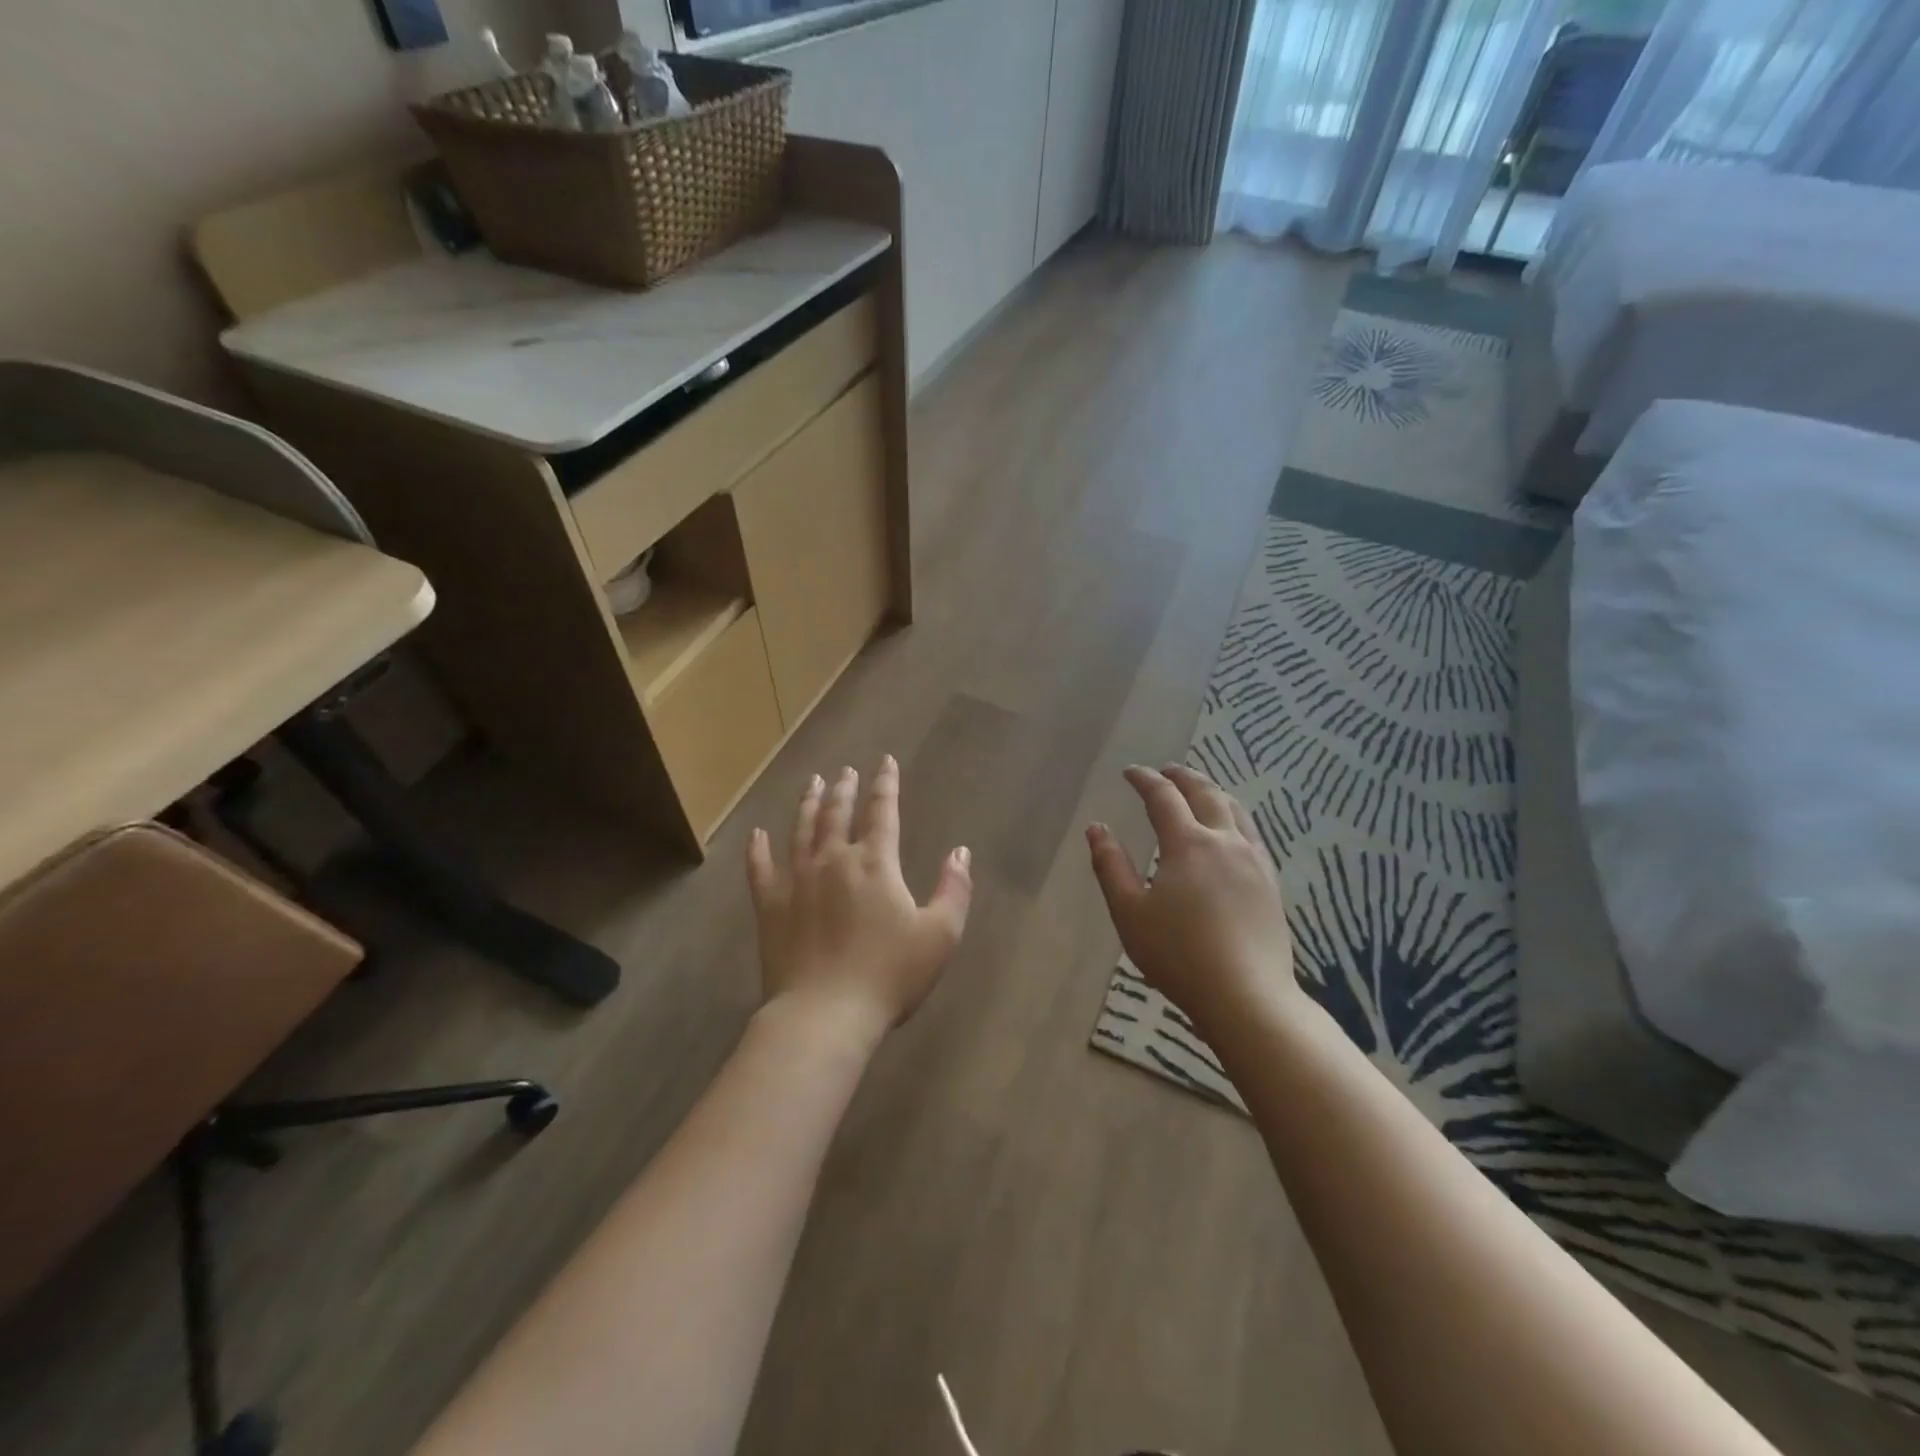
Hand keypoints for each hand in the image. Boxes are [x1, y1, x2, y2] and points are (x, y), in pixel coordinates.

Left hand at [747, 756, 972, 1042]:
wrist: (824, 1014)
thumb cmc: (889, 975)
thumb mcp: (940, 935)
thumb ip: (954, 889)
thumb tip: (960, 851)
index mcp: (875, 863)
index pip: (882, 811)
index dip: (886, 784)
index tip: (885, 761)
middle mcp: (833, 860)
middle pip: (837, 813)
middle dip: (844, 788)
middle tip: (845, 771)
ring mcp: (796, 880)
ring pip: (801, 830)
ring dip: (808, 804)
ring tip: (812, 783)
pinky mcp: (770, 906)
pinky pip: (760, 868)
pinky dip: (758, 849)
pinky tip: (757, 834)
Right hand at [1087, 765, 1295, 1035]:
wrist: (1247, 996)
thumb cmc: (1179, 954)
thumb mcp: (1129, 912)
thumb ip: (1111, 866)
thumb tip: (1096, 828)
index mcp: (1188, 844)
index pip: (1163, 796)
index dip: (1145, 779)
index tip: (1130, 772)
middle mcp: (1224, 841)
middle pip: (1206, 793)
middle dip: (1182, 777)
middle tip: (1166, 771)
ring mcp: (1253, 860)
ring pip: (1235, 809)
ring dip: (1213, 791)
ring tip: (1199, 790)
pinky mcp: (1270, 882)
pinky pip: (1252, 833)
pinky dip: (1235, 816)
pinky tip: (1232, 830)